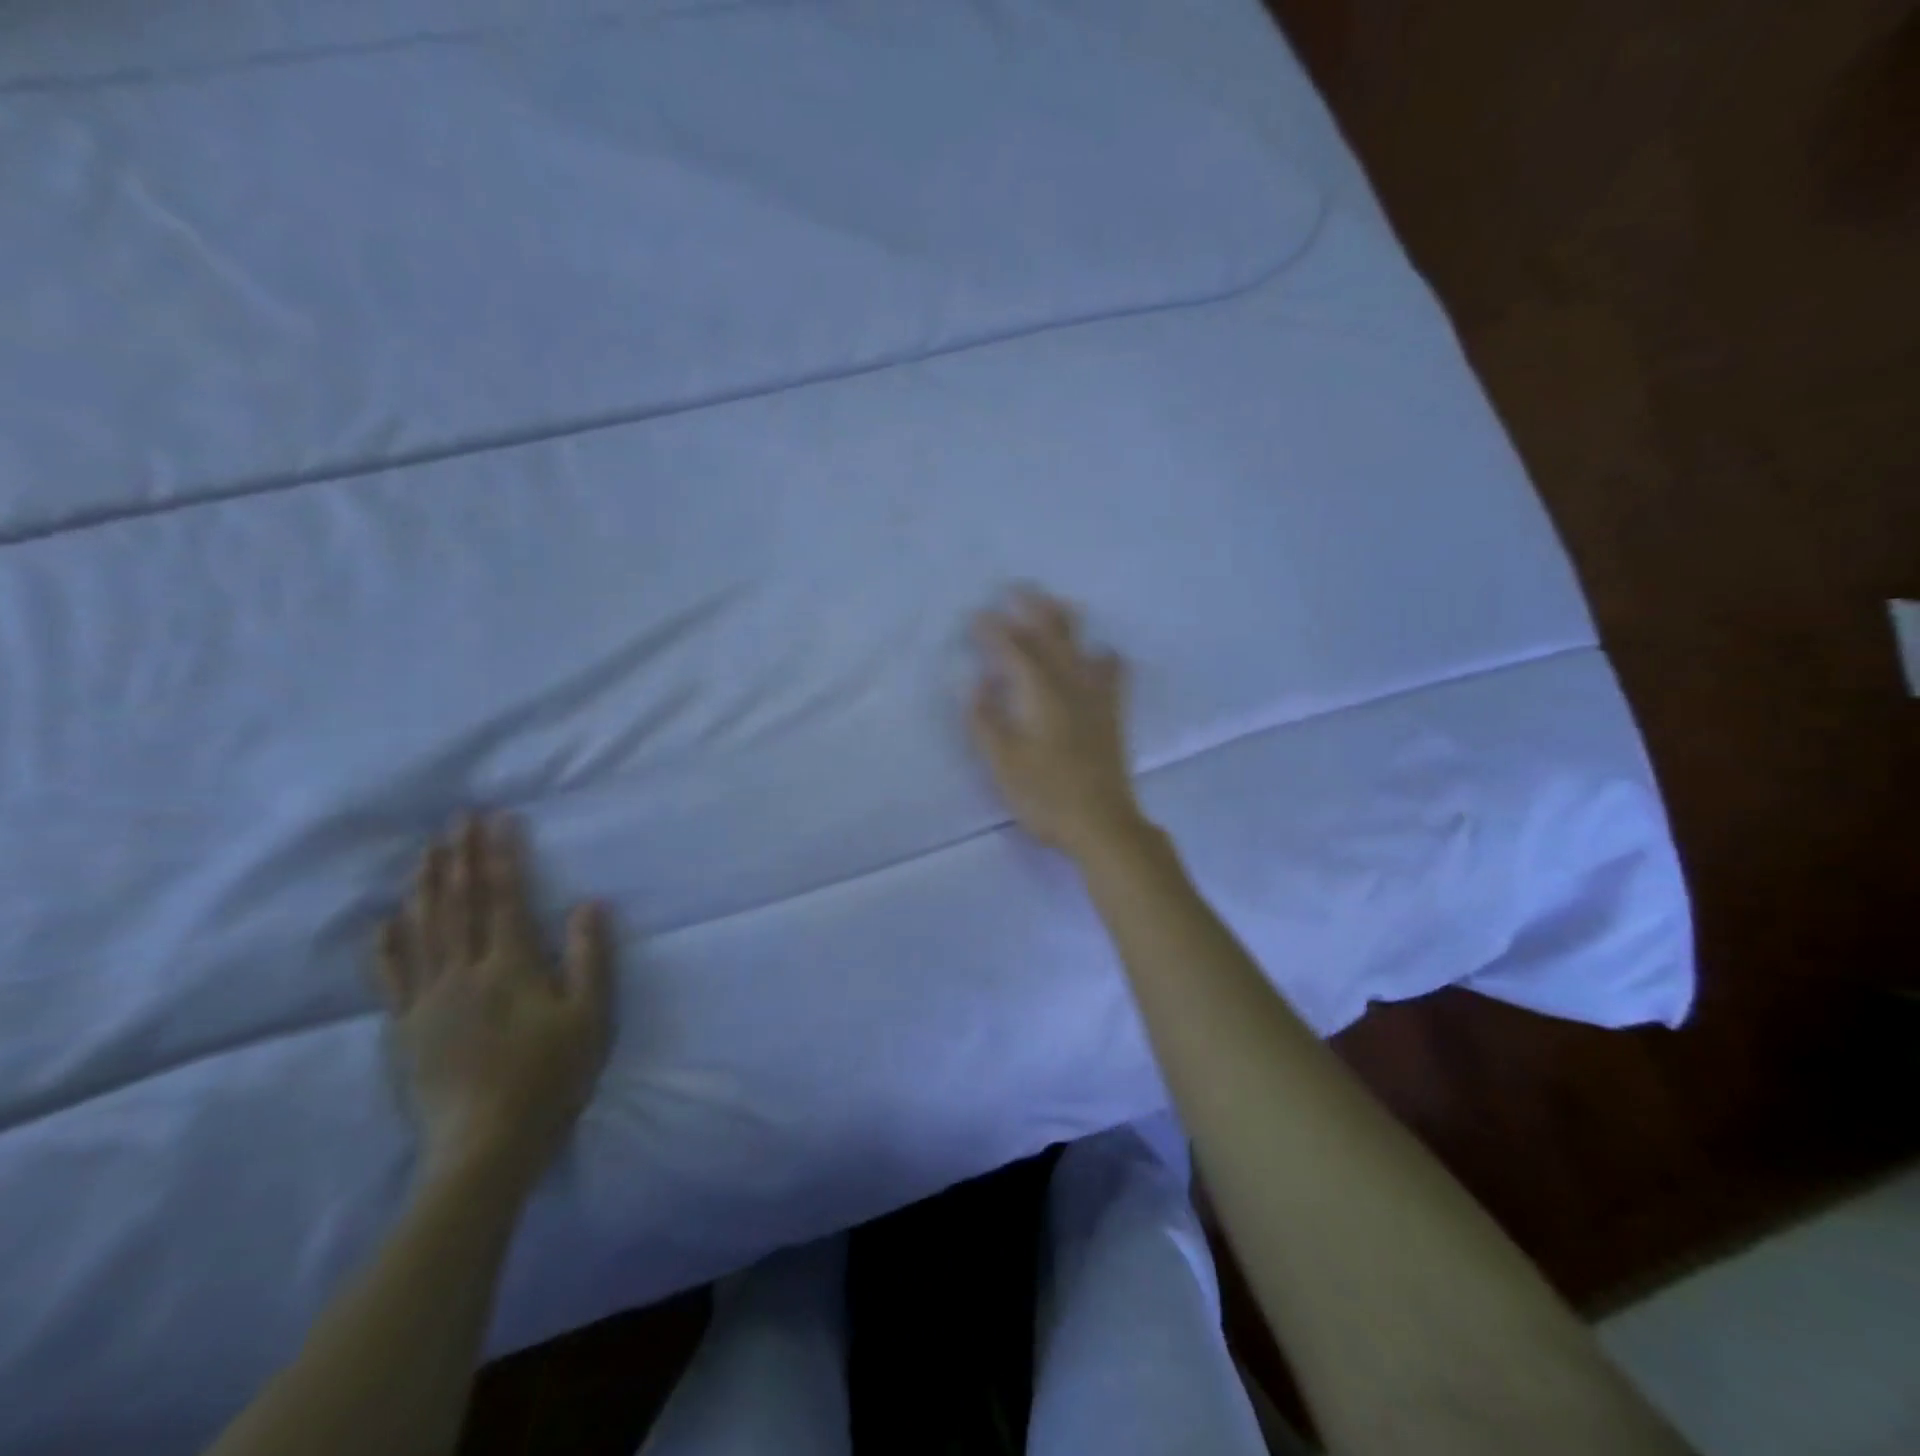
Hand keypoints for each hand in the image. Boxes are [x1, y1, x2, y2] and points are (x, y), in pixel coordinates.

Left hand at [375, 816, 612, 1192]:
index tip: (496, 819)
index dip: (501, 856)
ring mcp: (428, 1000)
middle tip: (455, 818)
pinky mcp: (406, 1028)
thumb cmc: (551, 1077)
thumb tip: (589, 903)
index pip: (505, 898)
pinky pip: (390, 976)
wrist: (486, 1146)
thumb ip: (590, 957)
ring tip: (425, 851)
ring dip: (424, 885)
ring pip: (422, 930)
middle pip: (458, 904)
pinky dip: (386, 942)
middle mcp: (464, 972)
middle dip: (459, 857)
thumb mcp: (591, 1017)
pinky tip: (384, 919)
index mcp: (511, 966)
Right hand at [969, 587, 1147, 860]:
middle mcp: (1070, 685)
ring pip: (1083, 647)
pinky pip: (1114, 674)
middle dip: (1033, 609)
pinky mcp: (1113, 715)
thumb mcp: (1003, 762)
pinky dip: (1106, 657)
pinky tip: (1104, 653)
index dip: (993, 631)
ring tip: (1058, 605)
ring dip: (1068, 623)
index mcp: (1040, 694)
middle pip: (1052, 636)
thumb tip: (974, 682)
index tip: (977, 615)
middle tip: (1018, 588)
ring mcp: (1097, 698)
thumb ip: (986, 720)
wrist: (1102, 823)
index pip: (1013, 651)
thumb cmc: (1045, 795)